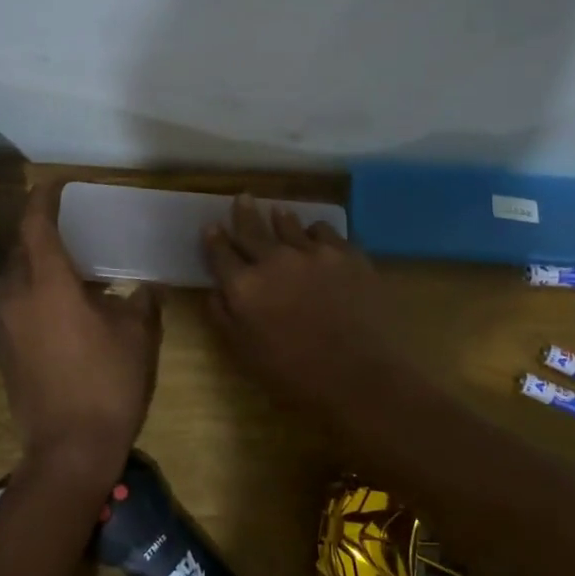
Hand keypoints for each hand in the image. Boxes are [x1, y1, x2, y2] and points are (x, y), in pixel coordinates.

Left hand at [0, 181, 161, 487]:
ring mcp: (4, 324)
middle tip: (69, 221)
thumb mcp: (138, 334)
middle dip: (39, 227)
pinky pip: (13, 300)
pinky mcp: (4, 348)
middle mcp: (16, 295)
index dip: (45, 198)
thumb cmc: (108, 382)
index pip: (36, 224)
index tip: (59, 184)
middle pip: (20, 246)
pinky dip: (31, 286)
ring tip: (67, 258)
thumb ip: (141, 301)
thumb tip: (144, 288)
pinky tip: (58, 299)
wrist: (68, 451)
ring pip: (14, 274)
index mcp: (47, 283)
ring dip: (34, 259)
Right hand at [202, 194, 401, 406]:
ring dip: (280, 218)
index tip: (211, 226)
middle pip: (252, 229)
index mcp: (245, 287)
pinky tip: (317, 237)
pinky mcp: (346, 253)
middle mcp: (274, 260)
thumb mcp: (246, 354)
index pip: (221, 254)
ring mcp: (312, 252)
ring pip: (289, 224)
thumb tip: (215, 290)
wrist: (362, 377)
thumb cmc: (297, 377)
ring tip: (279, 211)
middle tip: (242, 198)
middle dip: (244, 213)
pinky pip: (324, 230)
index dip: (214, 239)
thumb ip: (225, 318)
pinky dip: (315, 232)